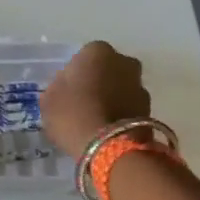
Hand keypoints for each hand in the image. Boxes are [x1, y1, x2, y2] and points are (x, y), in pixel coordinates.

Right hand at [41, 41, 150, 159]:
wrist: (111, 148)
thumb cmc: (73, 114)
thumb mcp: (49, 99)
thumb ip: (57, 87)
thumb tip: (66, 89)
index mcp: (97, 51)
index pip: (84, 55)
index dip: (75, 73)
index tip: (67, 90)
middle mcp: (124, 62)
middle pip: (108, 69)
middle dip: (98, 81)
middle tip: (83, 102)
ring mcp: (140, 86)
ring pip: (121, 88)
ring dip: (112, 98)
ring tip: (96, 120)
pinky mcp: (151, 110)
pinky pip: (129, 107)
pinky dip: (121, 114)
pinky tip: (107, 130)